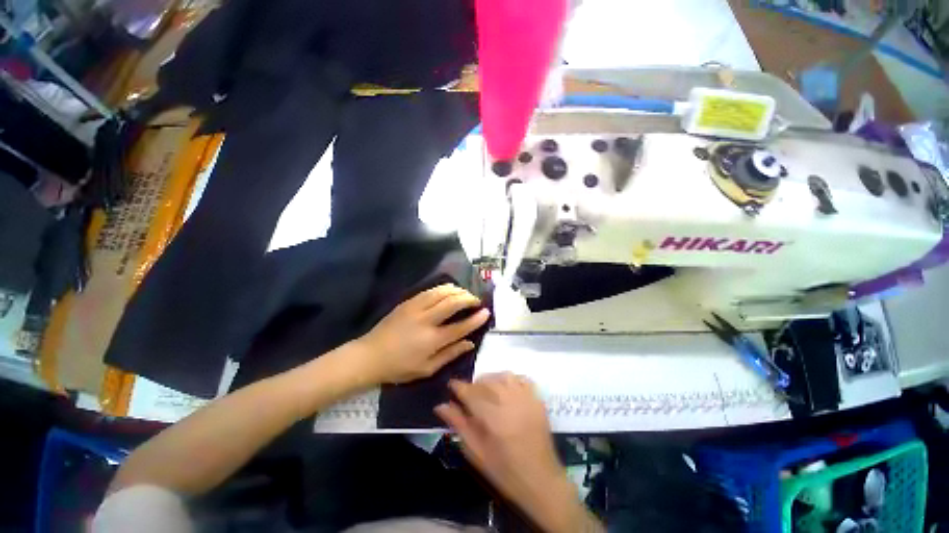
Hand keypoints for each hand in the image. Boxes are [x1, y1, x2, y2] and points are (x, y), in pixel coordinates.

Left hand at [352, 284, 489, 384]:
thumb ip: (450, 354)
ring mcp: (415, 308)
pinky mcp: (408, 302)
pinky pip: (429, 291)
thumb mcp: (427, 368)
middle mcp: (426, 321)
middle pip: (452, 303)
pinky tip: (449, 290)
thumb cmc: (399, 367)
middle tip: (476, 300)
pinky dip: (443, 288)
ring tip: (465, 293)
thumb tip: (470, 343)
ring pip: (441, 292)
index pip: (460, 327)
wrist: (370, 355)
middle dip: (468, 298)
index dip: (476, 319)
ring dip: (457, 290)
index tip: (486, 312)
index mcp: (432, 340)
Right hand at [436, 374, 603, 532]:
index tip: (451, 385)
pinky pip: (522, 379)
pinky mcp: (537, 400)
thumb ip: (459, 425)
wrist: (541, 481)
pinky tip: (505, 388)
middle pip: (487, 382)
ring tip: (485, 390)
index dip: (458, 387)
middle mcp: (511, 403)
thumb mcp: (477, 453)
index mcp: (493, 419)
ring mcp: (527, 399)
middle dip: (473, 384)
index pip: (471, 393)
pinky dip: (511, 379)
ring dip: (491, 379)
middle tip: (467, 393)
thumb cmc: (504, 472)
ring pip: (504, 376)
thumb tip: (441, 406)